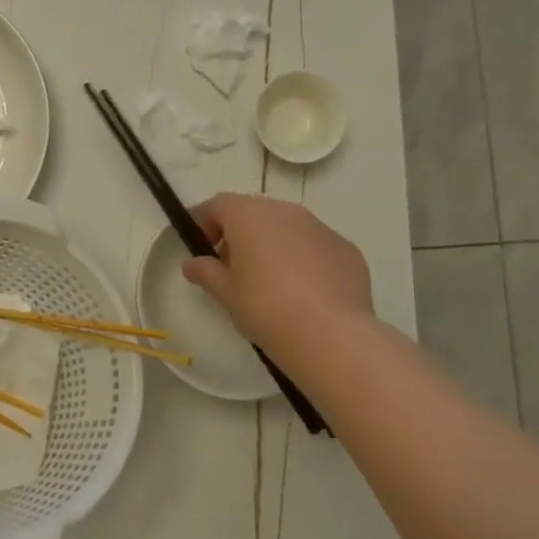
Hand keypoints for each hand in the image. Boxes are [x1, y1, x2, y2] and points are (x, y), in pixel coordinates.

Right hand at [181, 193, 375, 354]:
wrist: (330, 334)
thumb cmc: (265, 307)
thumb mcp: (225, 293)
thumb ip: (205, 272)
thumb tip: (191, 263)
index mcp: (249, 214)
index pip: (219, 204)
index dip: (206, 223)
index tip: (206, 251)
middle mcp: (285, 211)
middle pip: (255, 212)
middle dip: (242, 234)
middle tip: (236, 270)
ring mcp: (320, 227)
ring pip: (288, 228)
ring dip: (275, 245)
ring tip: (273, 284)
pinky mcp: (346, 248)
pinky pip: (316, 246)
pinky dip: (306, 260)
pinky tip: (306, 293)